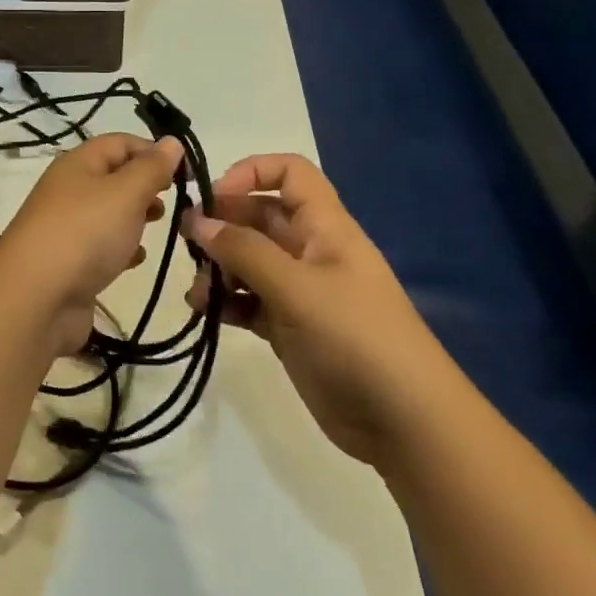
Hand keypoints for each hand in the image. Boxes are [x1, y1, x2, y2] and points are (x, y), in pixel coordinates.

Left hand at [0, 134, 184, 355]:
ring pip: (108, 213)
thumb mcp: (125, 193)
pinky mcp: (69, 264)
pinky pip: (101, 247)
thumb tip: (171, 142)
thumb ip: (151, 168)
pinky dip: (121, 249)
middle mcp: (69, 191)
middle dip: (145, 185)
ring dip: (135, 217)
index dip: (151, 150)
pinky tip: (136, 259)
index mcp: (77, 165)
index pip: (119, 143)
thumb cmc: (85, 234)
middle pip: (113, 177)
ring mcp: (67, 229)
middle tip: (174, 201)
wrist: (35, 299)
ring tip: (158, 226)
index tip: (183, 172)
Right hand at [182, 153, 462, 465]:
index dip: (251, 173)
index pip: (290, 173)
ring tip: (200, 293)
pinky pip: (250, 302)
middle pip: (260, 217)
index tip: (213, 198)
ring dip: (220, 269)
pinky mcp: (291, 328)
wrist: (405, 423)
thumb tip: (198, 220)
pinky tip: (207, 314)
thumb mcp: (297, 288)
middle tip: (189, 246)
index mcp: (325, 227)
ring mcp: (301, 292)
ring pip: (250, 261)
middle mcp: (311, 251)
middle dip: (223, 225)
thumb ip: (244, 251)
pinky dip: (227, 303)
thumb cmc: (355, 337)